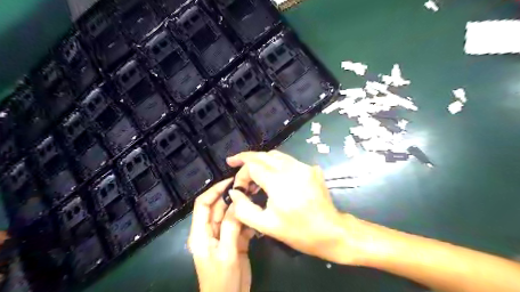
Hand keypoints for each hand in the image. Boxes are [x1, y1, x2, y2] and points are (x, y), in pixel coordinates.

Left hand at [191, 178, 255, 291]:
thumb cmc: (222, 280)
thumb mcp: (227, 252)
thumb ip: (230, 226)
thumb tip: (236, 201)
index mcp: (201, 233)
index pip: (203, 204)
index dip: (214, 190)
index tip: (230, 181)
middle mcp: (210, 231)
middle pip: (218, 207)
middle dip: (231, 197)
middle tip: (248, 187)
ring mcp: (223, 235)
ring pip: (230, 215)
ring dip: (241, 207)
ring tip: (255, 196)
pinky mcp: (234, 241)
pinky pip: (240, 225)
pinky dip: (247, 220)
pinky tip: (257, 214)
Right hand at [226, 151, 362, 263]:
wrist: (331, 231)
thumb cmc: (298, 232)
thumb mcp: (266, 226)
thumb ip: (243, 209)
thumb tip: (234, 192)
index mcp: (279, 183)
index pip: (252, 166)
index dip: (241, 173)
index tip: (238, 186)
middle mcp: (292, 169)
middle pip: (263, 155)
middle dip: (246, 157)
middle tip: (233, 161)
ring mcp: (304, 166)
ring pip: (276, 155)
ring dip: (261, 159)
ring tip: (250, 168)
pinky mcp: (311, 169)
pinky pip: (288, 160)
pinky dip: (275, 163)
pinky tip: (271, 173)